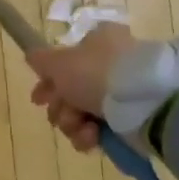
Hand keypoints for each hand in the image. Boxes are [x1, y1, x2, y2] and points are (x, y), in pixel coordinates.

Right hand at [27, 23, 138, 151]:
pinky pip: (99, 130)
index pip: (65, 63)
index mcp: (98, 43)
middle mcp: (111, 65)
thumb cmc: (97, 74)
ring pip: (81, 113)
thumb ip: (40, 59)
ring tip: (80, 126)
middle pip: (70, 92)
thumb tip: (32, 57)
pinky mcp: (131, 119)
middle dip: (59, 108)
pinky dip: (90, 136)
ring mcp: (122, 94)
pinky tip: (93, 135)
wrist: (147, 103)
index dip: (47, 82)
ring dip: (72, 123)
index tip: (38, 99)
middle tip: (60, 113)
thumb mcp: (59, 61)